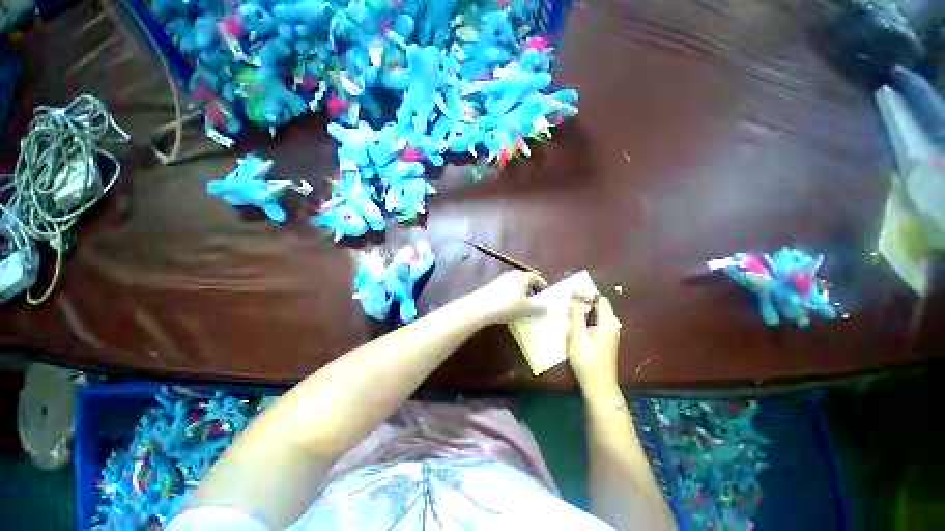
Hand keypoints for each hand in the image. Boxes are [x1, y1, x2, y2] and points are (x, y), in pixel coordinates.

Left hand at [467, 271, 547, 324]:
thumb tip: (546, 306)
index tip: (546, 293)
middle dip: (531, 290)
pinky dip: (511, 296)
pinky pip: (506, 290)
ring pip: (514, 285)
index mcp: (522, 276)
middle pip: (524, 280)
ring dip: (520, 294)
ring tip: (523, 306)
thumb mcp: (527, 308)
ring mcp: (500, 280)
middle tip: (536, 300)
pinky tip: (510, 308)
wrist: (480, 307)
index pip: (535, 277)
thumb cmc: (508, 305)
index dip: (542, 285)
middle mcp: (511, 275)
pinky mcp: (491, 287)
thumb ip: (539, 306)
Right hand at [567, 295, 620, 391]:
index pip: (600, 299)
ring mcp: (608, 334)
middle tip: (566, 301)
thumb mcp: (577, 336)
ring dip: (581, 311)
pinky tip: (572, 323)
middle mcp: (611, 326)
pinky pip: (593, 324)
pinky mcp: (603, 341)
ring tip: (566, 310)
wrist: (598, 386)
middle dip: (582, 301)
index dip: (585, 293)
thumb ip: (575, 316)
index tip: (570, 292)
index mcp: (608, 323)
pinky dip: (583, 319)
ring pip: (595, 315)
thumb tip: (573, 301)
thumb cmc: (587, 360)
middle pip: (598, 306)